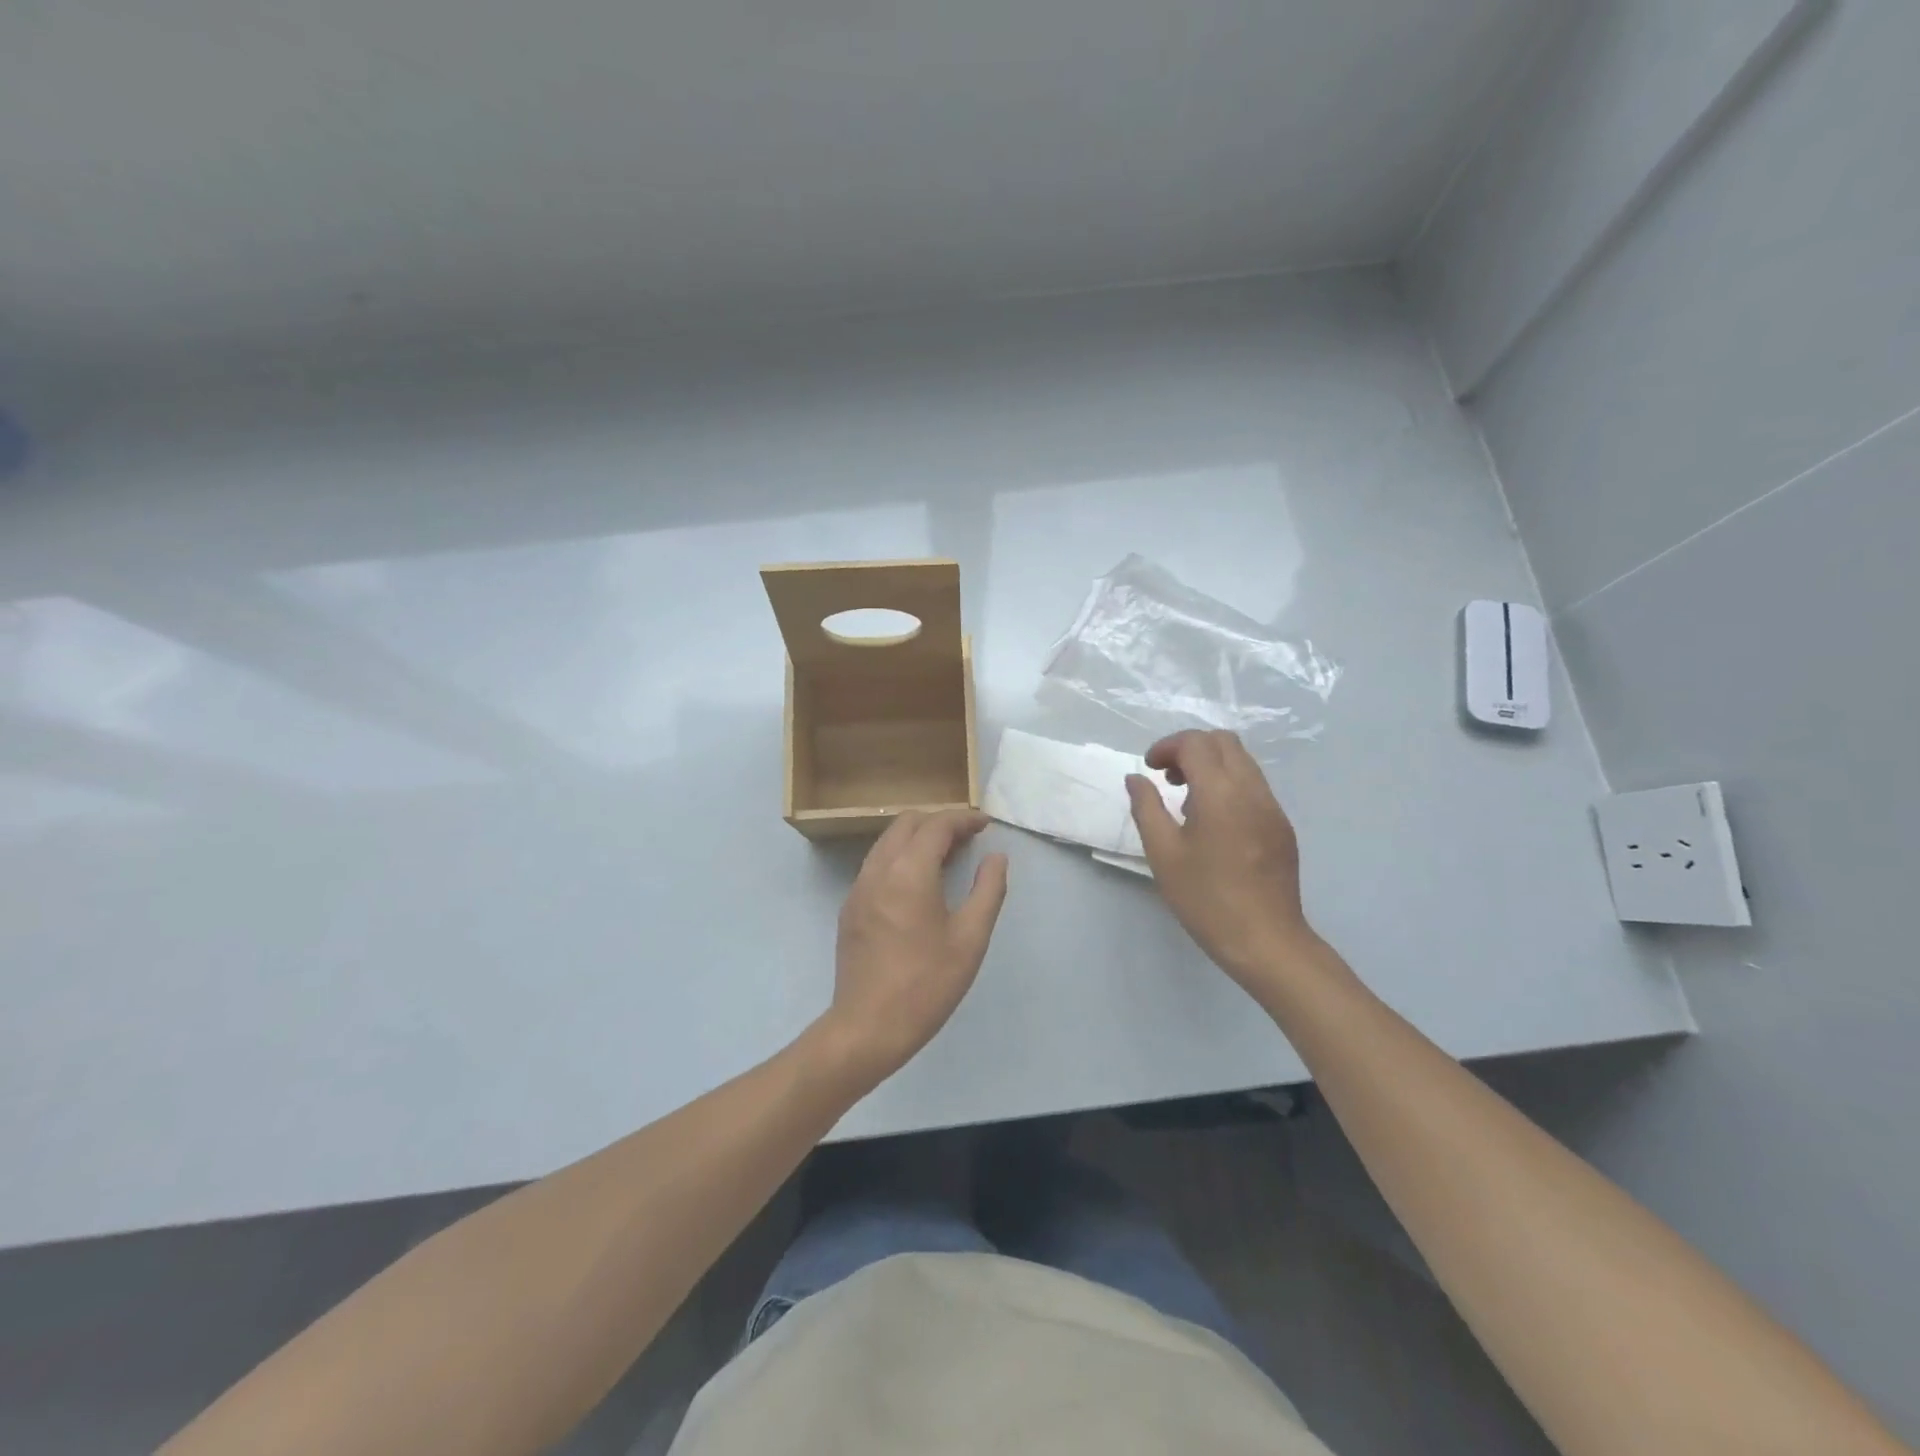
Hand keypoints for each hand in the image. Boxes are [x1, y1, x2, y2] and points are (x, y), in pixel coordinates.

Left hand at [818, 809, 1008, 1085]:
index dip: (963, 819)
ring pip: (887, 842)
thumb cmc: (926, 984)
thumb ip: (988, 891)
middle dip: (939, 822)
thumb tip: (996, 858)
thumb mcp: (970, 939)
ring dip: (917, 838)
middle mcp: (878, 870)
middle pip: (907, 824)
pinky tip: (919, 883)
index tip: (985, 824)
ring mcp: (858, 888)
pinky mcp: (850, 907)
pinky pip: (876, 865)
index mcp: (908, 872)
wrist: (868, 1027)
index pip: (936, 826)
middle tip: (968, 838)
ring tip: (947, 856)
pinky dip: (900, 857)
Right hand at [1125, 730, 1318, 988]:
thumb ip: (1146, 808)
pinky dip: (1228, 784)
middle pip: (1223, 741)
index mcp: (1220, 793)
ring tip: (1187, 799)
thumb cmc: (1206, 899)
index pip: (1196, 743)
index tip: (1150, 769)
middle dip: (1190, 748)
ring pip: (1242, 762)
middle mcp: (1252, 790)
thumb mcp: (1163, 853)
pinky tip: (1212, 821)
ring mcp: (1272, 807)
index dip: (1167, 746)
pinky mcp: (1281, 826)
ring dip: (1211, 765)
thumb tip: (1136, 778)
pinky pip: (1253, 786)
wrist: (1265, 941)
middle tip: (1167, 777)